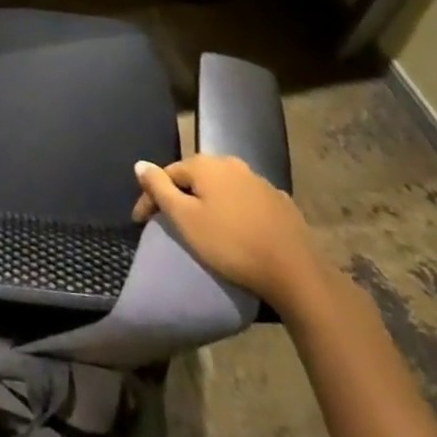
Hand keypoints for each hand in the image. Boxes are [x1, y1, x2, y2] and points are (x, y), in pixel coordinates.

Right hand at [133, 154, 324, 309]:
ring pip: (222, 187)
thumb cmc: (231, 244)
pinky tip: (236, 226)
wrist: (296, 272)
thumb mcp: (185, 218)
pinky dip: (234, 209)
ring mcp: (260, 181)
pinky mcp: (280, 202)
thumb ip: (159, 188)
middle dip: (180, 195)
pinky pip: (246, 200)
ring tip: (203, 224)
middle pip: (195, 177)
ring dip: (208, 201)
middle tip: (171, 221)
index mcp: (206, 165)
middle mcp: (232, 164)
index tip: (141, 222)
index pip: (167, 174)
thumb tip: (140, 164)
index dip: (151, 197)